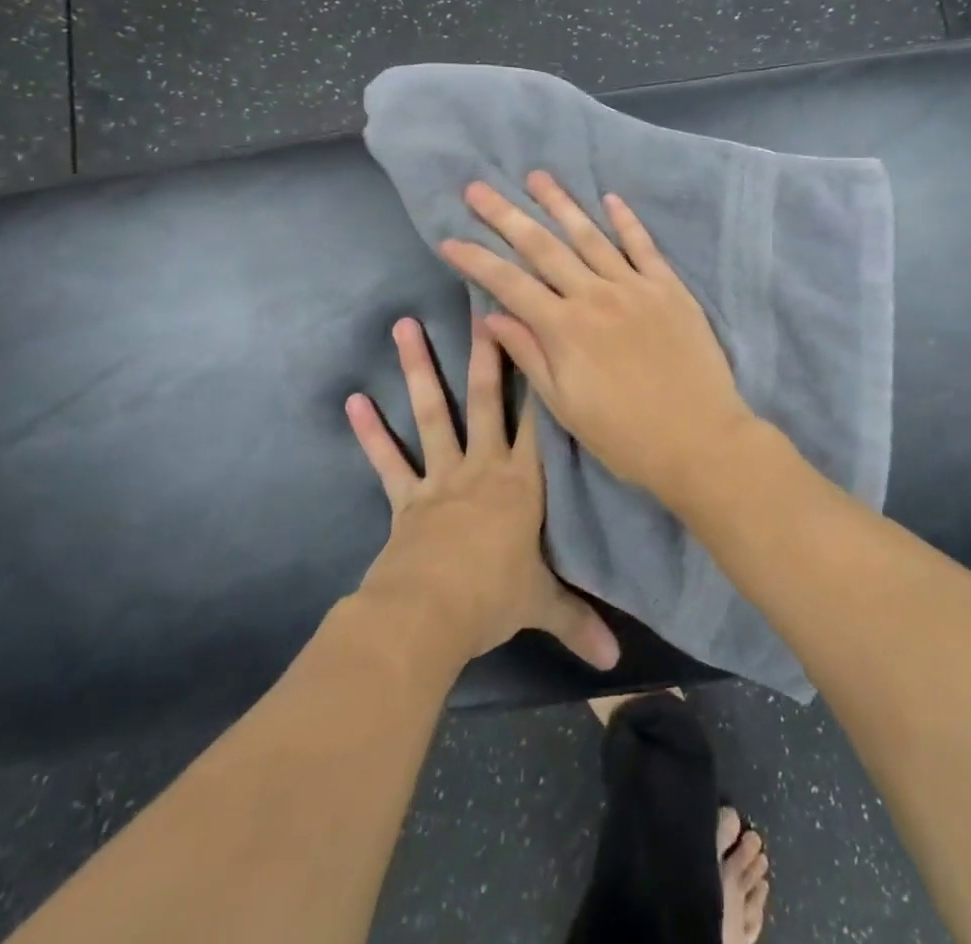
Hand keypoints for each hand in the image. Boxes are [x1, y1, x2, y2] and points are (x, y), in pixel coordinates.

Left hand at [346, 315, 619, 671]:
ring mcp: (441, 478)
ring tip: (405, 325)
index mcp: (522, 483)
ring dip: (418, 369)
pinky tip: (354, 401)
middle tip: (480, 306)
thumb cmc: (493, 597)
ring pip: (433, 413)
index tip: (539, 335)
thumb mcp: (543, 605)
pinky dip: (371, 433)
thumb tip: (616, 664)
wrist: (428, 615)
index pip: (538, 422)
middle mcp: (483, 467)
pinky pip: (388, 461)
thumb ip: (579, 622)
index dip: (541, 377)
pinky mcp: (407, 498)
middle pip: (487, 400)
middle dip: (485, 353)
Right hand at [435, 171, 758, 503]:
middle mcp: (595, 296)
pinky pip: (643, 246)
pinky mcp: (670, 288)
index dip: (476, 260)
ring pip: (590, 236)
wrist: (700, 440)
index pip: (509, 283)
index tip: (449, 240)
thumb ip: (529, 355)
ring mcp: (635, 287)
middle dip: (506, 216)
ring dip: (560, 203)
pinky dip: (625, 220)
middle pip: (543, 247)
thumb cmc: (625, 435)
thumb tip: (490, 316)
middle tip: (478, 189)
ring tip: (536, 176)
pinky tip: (609, 198)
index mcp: (564, 329)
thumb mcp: (565, 406)